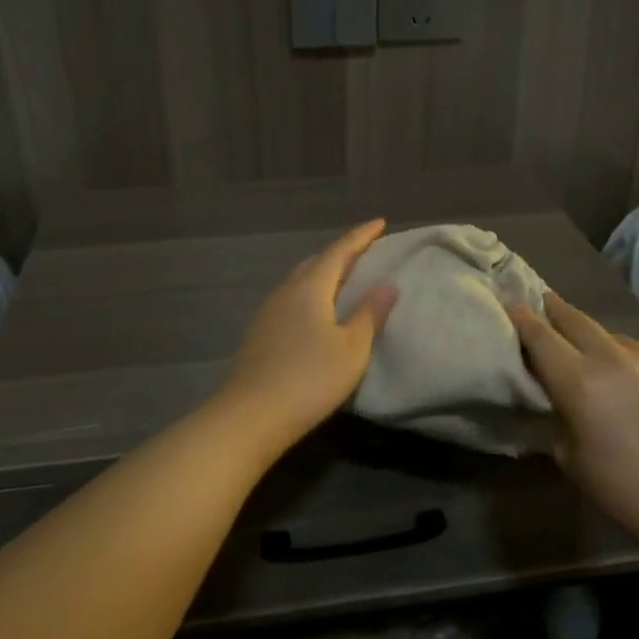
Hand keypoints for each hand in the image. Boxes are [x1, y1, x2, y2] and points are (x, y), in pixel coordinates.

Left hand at [219, 219, 398, 449]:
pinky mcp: (259, 334)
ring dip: (323, 275)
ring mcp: (267, 313)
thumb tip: (387, 284)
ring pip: (299, 281)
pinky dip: (310, 295)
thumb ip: (369, 314)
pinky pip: (290, 300)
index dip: (361, 236)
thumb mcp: (352, 349)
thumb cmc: (310, 380)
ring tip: (344, 280)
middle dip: (341, 253)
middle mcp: (285, 292)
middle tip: (364, 252)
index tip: (380, 223)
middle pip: (315, 262)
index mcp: (310, 288)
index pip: (339, 251)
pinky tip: (317, 312)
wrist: (251, 416)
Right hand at [508, 293, 638, 546]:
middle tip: (542, 299)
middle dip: (554, 308)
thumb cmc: (619, 487)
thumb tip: (553, 389)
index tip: (511, 304)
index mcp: (578, 383)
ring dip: (592, 338)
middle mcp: (612, 358)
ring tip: (588, 350)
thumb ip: (557, 410)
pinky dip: (625, 358)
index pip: (540, 337)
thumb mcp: (568, 453)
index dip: (522, 318)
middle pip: (574, 319)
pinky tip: (628, 378)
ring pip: (609, 334)